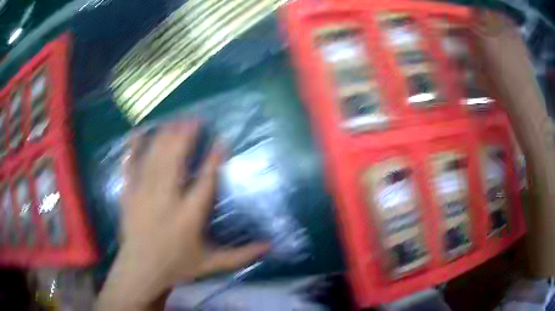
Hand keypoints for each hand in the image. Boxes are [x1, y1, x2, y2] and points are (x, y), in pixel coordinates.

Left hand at [97, 122, 269, 310]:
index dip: (214, 159)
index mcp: (188, 217)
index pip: (205, 182)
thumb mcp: (212, 264)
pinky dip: (133, 148)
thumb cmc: (177, 266)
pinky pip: (129, 166)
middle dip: (185, 137)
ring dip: (165, 137)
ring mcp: (143, 195)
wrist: (141, 271)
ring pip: (154, 159)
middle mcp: (166, 201)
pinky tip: (137, 132)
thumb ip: (241, 255)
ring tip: (174, 120)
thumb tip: (269, 246)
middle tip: (194, 119)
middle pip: (175, 161)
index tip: (222, 139)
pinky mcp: (128, 194)